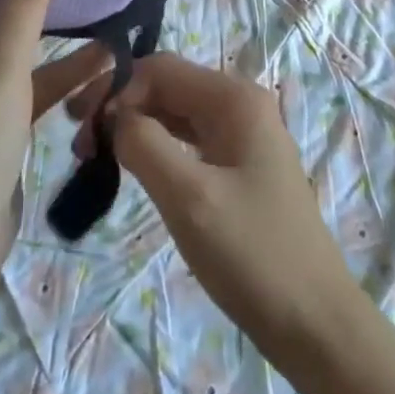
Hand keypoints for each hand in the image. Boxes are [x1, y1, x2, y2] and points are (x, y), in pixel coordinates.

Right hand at [77, 54, 362, 356]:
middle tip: (79, 145)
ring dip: (136, 128)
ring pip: (176, 114)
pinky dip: (157, 148)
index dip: (116, 89)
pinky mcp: (240, 166)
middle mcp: (240, 104)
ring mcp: (243, 136)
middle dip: (122, 107)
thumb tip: (112, 116)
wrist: (316, 325)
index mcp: (234, 98)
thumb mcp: (189, 197)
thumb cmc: (252, 254)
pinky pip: (189, 141)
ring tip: (95, 156)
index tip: (78, 126)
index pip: (161, 69)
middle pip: (168, 87)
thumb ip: (144, 144)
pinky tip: (134, 168)